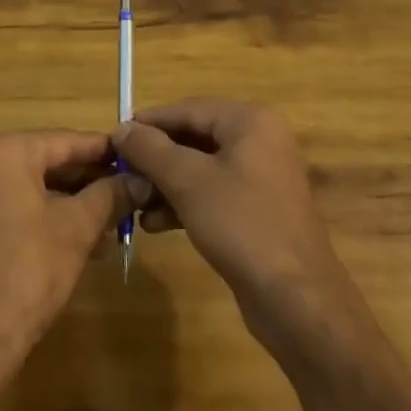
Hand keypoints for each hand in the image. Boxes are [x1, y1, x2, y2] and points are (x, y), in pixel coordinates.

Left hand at [0, 130, 134, 372]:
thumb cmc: (26, 272)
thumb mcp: (77, 229)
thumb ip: (111, 196)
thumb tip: (142, 180)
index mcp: (6, 151)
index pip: (67, 140)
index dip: (107, 151)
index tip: (140, 158)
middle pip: (50, 161)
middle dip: (91, 180)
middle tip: (131, 192)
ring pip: (36, 187)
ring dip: (74, 203)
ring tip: (115, 221)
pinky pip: (18, 207)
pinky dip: (49, 217)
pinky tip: (84, 241)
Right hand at [112, 100, 367, 351]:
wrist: (297, 300)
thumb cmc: (242, 225)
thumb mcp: (188, 182)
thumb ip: (152, 150)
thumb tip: (122, 128)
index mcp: (250, 121)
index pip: (188, 109)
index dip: (149, 123)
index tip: (114, 138)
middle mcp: (260, 140)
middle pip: (195, 138)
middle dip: (157, 158)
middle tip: (121, 174)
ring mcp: (262, 176)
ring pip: (202, 168)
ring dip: (166, 184)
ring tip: (133, 203)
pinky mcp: (259, 210)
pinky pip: (215, 193)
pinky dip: (186, 203)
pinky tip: (155, 224)